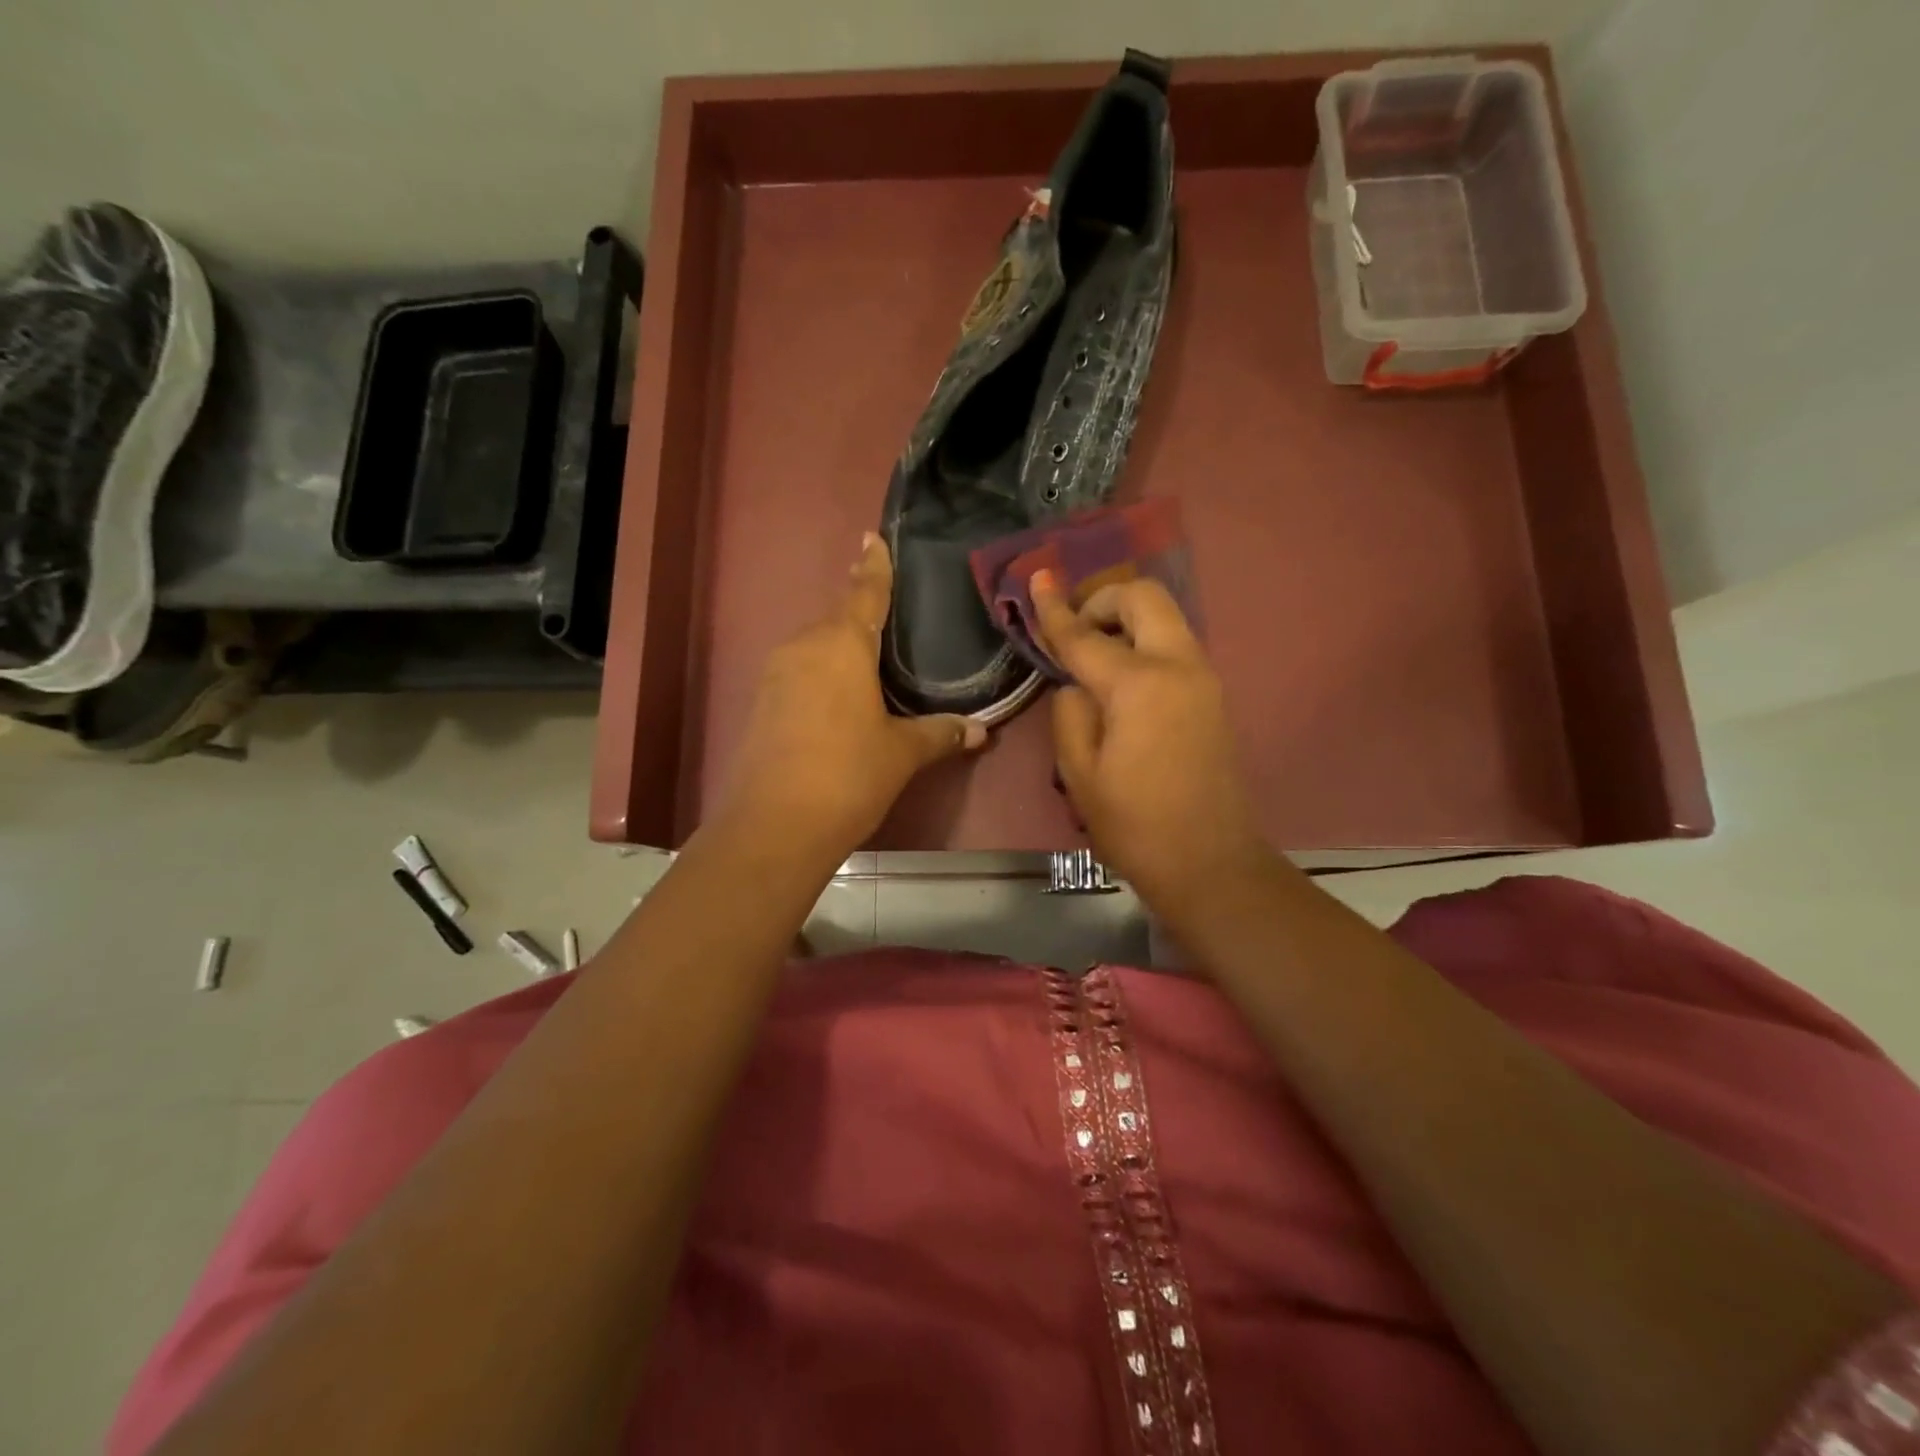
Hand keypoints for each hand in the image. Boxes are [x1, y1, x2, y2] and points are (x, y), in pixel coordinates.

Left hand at [720, 534, 986, 864]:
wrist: (774, 825)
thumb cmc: (848, 774)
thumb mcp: (902, 753)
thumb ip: (940, 734)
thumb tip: (980, 731)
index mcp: (842, 644)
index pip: (864, 593)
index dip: (873, 566)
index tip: (871, 536)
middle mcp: (804, 647)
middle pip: (838, 620)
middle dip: (861, 617)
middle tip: (890, 620)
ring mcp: (776, 674)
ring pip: (816, 649)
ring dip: (841, 652)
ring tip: (869, 668)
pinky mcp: (761, 704)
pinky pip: (800, 675)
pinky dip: (822, 678)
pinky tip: (838, 702)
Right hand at [1032, 571, 1270, 914]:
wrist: (1209, 862)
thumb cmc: (1134, 825)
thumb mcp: (1079, 773)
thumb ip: (1070, 713)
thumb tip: (1076, 684)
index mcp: (1139, 686)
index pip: (1086, 636)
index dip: (1054, 609)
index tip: (1037, 579)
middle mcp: (1178, 666)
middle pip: (1144, 598)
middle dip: (1103, 599)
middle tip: (1074, 630)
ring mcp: (1203, 678)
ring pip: (1165, 617)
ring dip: (1126, 620)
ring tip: (1093, 654)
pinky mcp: (1213, 695)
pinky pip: (1175, 645)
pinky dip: (1144, 642)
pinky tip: (1121, 678)